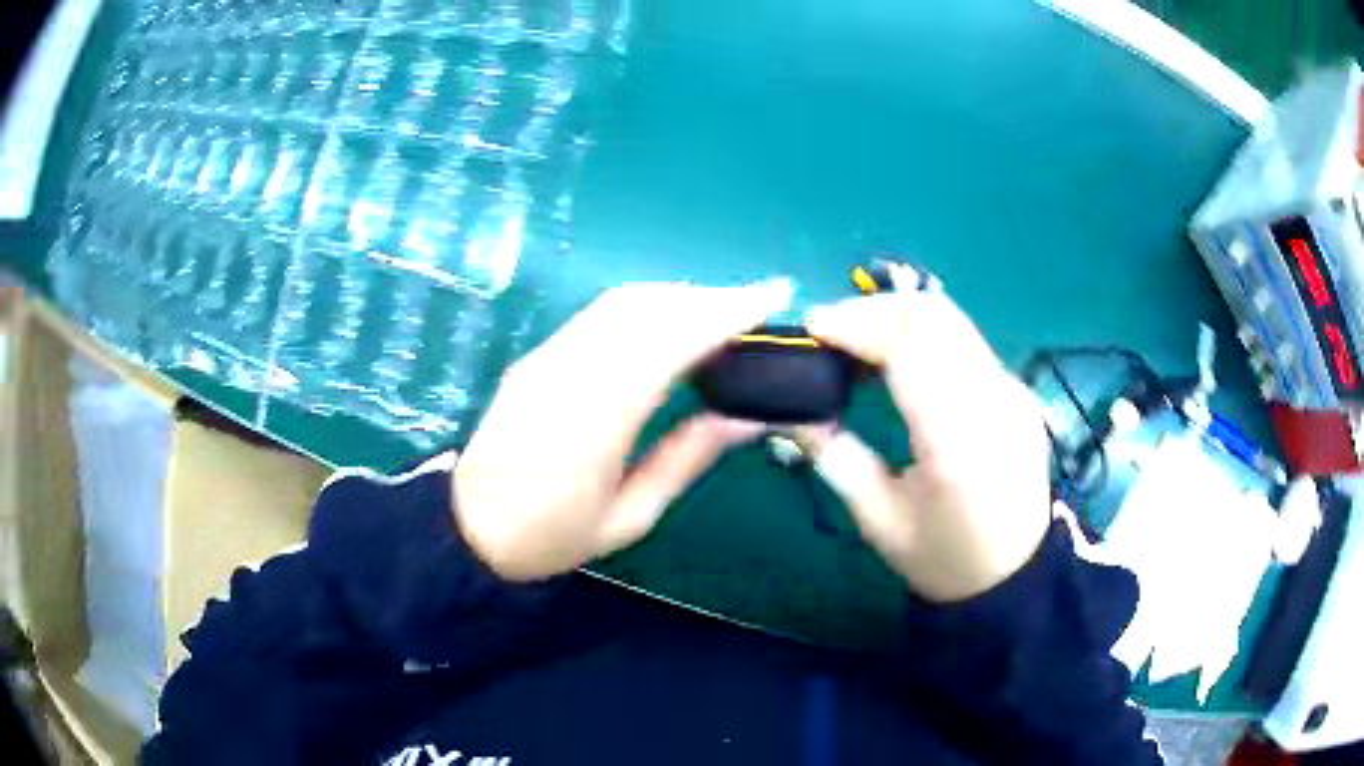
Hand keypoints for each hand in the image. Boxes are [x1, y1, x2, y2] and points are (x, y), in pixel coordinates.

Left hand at [453, 280, 791, 580]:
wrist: (467, 528)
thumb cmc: (551, 536)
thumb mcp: (629, 518)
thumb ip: (686, 459)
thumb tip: (743, 420)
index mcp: (596, 419)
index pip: (669, 343)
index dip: (723, 313)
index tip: (770, 296)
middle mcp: (569, 372)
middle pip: (647, 309)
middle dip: (708, 297)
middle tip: (756, 304)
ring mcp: (547, 358)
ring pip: (621, 304)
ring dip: (677, 297)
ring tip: (721, 310)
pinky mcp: (536, 357)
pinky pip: (598, 315)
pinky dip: (645, 307)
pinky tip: (669, 322)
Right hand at [799, 266, 1050, 601]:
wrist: (1015, 575)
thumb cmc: (943, 559)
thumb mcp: (878, 520)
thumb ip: (834, 457)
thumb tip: (789, 409)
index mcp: (957, 446)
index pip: (909, 349)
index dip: (856, 325)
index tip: (812, 328)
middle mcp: (994, 403)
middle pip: (934, 316)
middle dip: (874, 308)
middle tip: (831, 330)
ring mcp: (1013, 391)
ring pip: (952, 319)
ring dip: (898, 316)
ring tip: (857, 340)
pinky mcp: (1018, 389)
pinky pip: (965, 340)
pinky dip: (923, 334)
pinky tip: (897, 358)